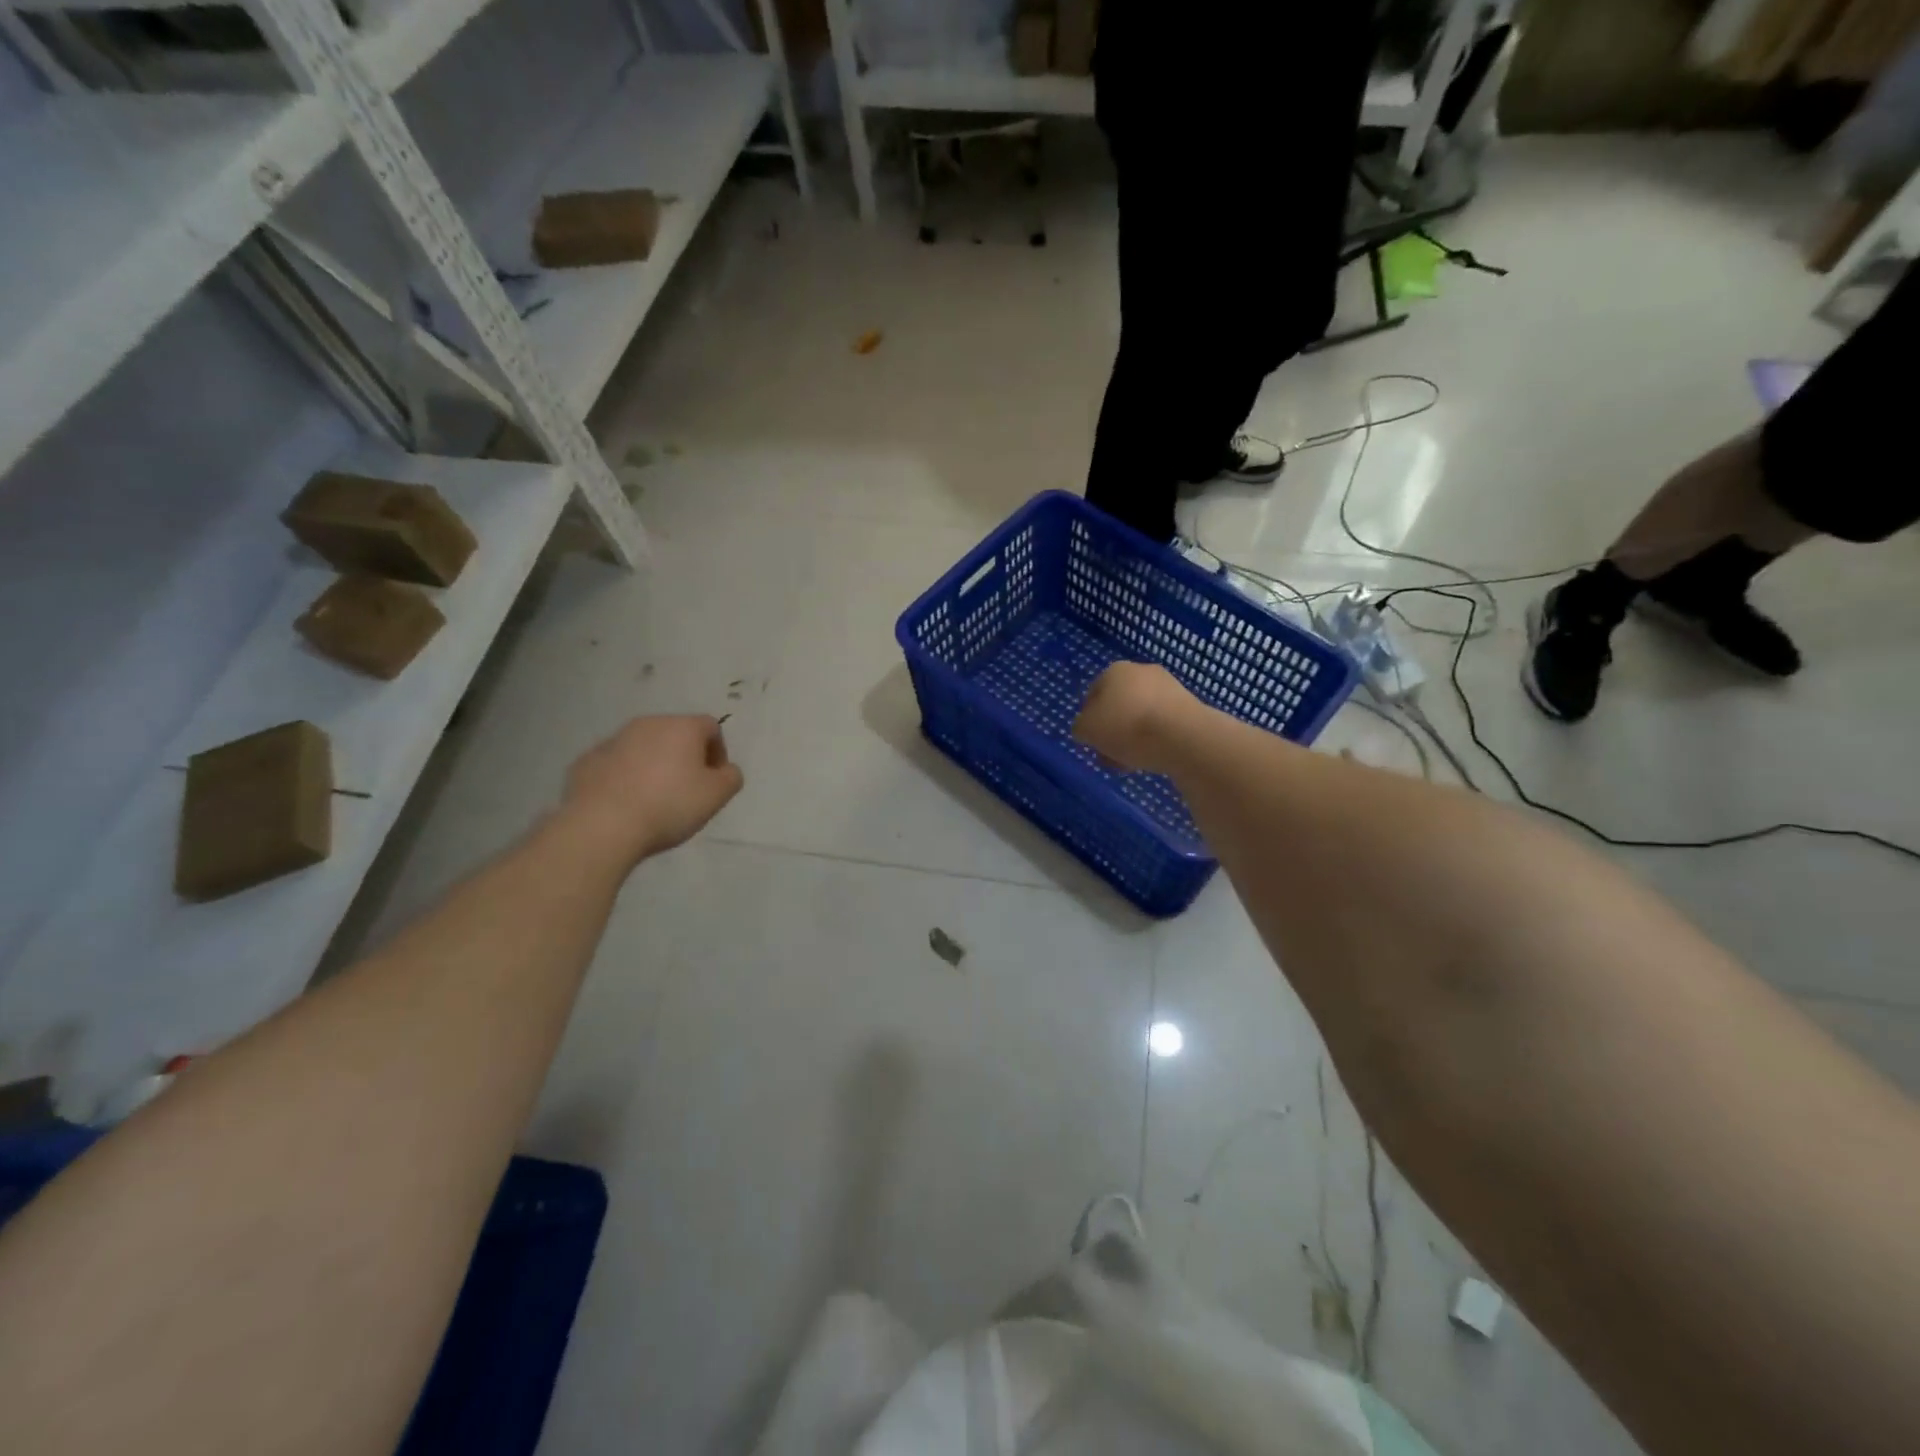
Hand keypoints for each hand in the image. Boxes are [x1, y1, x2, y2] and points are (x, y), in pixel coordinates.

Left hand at [561, 715, 743, 865]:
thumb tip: (725, 770)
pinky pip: (616, 764)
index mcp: (682, 727)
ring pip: (643, 747)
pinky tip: (626, 803)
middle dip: (685, 756)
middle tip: (687, 790)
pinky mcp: (587, 760)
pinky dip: (625, 777)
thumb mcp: (717, 795)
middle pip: (675, 734)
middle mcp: (647, 724)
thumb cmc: (669, 805)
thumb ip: (731, 777)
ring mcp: (613, 740)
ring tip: (654, 799)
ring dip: (654, 765)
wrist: (602, 825)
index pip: (711, 727)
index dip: (718, 752)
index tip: (714, 780)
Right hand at [1073, 662, 1194, 773]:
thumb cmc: (1126, 728)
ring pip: (1141, 715)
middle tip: (1111, 755)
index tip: (1092, 743)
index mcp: (1114, 671)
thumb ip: (1081, 727)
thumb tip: (1088, 728)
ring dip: (1134, 737)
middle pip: (1118, 706)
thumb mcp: (1086, 730)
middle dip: (1113, 731)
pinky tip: (1155, 757)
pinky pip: (1163, 723)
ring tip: (1133, 763)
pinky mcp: (1189, 705)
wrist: (1183, 737)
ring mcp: (1169, 686)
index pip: (1092, 696)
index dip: (1089, 721)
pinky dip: (1156, 738)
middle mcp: (1141, 671)